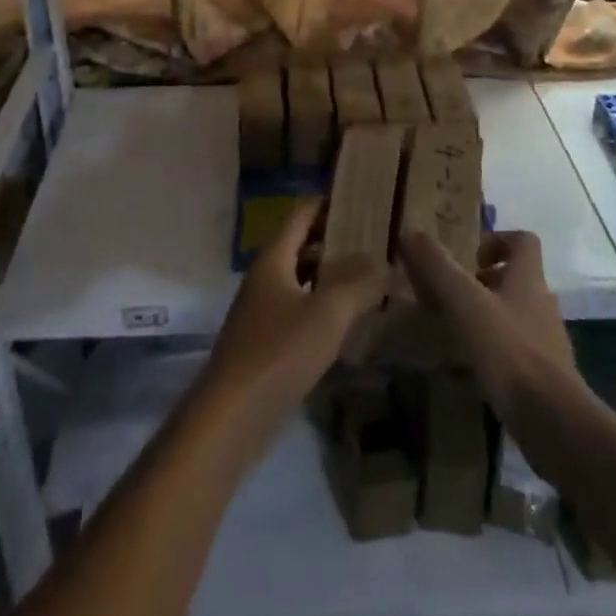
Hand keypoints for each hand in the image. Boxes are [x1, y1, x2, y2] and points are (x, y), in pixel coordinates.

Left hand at [195, 203, 387, 452]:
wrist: (232, 416)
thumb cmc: (279, 352)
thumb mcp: (328, 313)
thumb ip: (358, 283)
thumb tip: (383, 260)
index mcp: (273, 258)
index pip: (302, 214)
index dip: (330, 202)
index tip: (363, 198)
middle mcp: (266, 277)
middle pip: (302, 245)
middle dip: (337, 240)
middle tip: (378, 239)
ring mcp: (264, 311)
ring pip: (303, 280)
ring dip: (333, 276)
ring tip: (373, 276)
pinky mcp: (267, 343)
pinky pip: (300, 310)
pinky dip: (324, 307)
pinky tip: (351, 321)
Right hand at [400, 229, 574, 415]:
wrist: (553, 420)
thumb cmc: (509, 350)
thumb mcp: (465, 303)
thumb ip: (438, 267)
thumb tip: (411, 231)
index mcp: (528, 278)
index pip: (523, 241)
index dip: (497, 240)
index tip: (470, 256)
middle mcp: (542, 303)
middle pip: (518, 278)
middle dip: (485, 281)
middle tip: (454, 293)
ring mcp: (548, 340)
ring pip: (517, 314)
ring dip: (490, 314)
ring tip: (457, 328)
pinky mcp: (547, 374)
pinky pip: (518, 348)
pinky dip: (496, 348)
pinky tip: (474, 365)